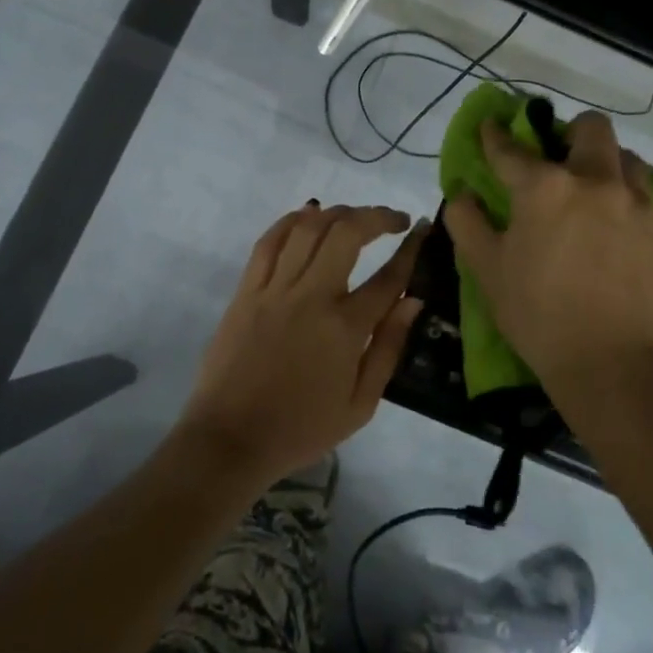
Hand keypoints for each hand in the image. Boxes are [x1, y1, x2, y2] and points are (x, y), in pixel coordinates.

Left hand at [180, 202, 426, 486]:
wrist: (230, 439)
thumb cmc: (301, 429)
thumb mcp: (360, 405)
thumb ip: (388, 347)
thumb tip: (412, 300)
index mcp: (345, 328)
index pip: (388, 276)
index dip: (411, 248)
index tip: (422, 230)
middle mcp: (311, 297)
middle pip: (347, 233)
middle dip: (376, 216)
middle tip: (393, 220)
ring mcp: (274, 289)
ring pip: (308, 228)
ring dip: (337, 213)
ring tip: (354, 217)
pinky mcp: (246, 290)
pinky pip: (269, 241)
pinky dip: (291, 220)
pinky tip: (308, 215)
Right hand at [444, 112, 652, 397]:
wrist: (614, 364)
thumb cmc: (539, 316)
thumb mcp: (487, 270)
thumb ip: (467, 222)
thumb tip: (461, 193)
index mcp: (544, 188)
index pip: (511, 148)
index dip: (495, 134)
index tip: (491, 126)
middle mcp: (595, 181)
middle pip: (591, 128)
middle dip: (570, 132)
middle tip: (558, 159)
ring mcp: (637, 203)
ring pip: (627, 158)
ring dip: (606, 164)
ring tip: (594, 194)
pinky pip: (647, 197)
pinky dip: (628, 200)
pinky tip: (617, 231)